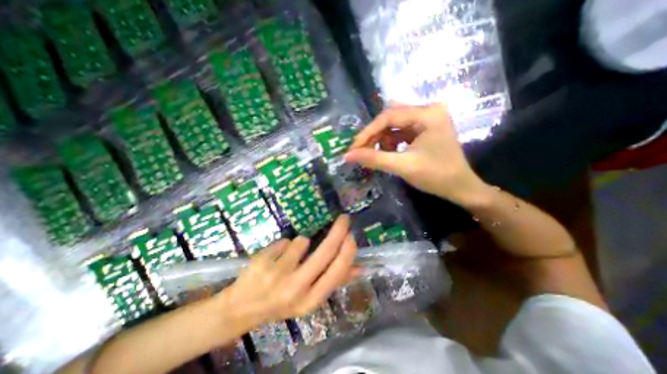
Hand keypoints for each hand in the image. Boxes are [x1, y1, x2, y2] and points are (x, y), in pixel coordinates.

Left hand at [217, 214, 356, 327]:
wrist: (242, 309)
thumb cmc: (282, 301)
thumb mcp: (310, 297)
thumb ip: (334, 281)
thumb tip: (360, 267)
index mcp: (310, 300)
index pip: (337, 272)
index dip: (348, 251)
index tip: (352, 235)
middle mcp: (296, 289)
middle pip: (325, 252)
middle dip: (339, 231)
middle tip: (344, 219)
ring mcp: (277, 274)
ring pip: (302, 241)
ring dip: (301, 244)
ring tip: (290, 257)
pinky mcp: (263, 261)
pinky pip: (285, 241)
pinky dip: (284, 246)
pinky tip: (275, 258)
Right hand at [344, 103, 488, 205]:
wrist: (460, 188)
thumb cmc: (436, 177)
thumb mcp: (402, 166)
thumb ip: (374, 159)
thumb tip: (347, 156)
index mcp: (427, 114)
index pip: (388, 116)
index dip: (367, 132)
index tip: (353, 148)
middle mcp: (428, 110)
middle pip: (390, 118)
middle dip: (373, 135)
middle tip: (360, 151)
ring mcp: (427, 119)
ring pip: (394, 124)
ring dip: (381, 139)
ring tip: (375, 154)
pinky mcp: (425, 128)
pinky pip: (401, 130)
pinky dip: (390, 141)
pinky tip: (388, 152)